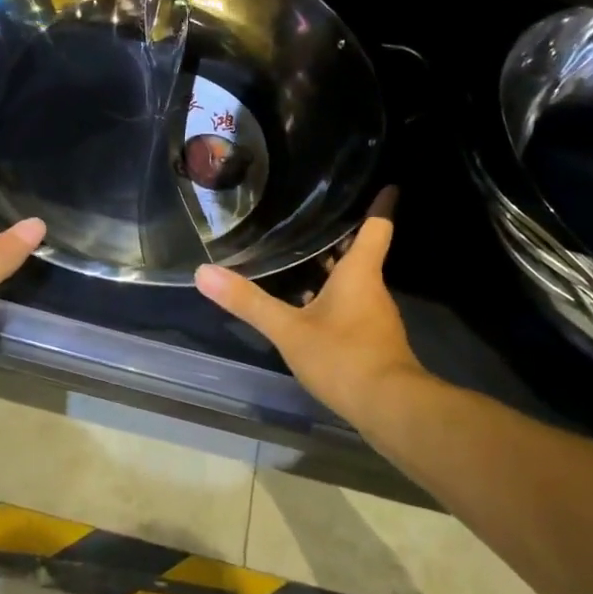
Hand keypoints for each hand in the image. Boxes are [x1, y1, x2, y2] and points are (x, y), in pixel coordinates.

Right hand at [194, 191, 425, 421]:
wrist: (389, 409)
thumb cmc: (343, 356)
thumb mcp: (288, 329)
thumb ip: (247, 302)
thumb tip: (203, 272)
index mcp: (359, 274)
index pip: (376, 228)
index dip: (380, 204)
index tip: (388, 184)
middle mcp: (372, 290)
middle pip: (360, 254)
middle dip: (341, 237)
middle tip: (315, 217)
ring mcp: (375, 318)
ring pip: (355, 283)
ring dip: (334, 270)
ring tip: (303, 257)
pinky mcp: (373, 342)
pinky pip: (352, 308)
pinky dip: (333, 299)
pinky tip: (309, 308)